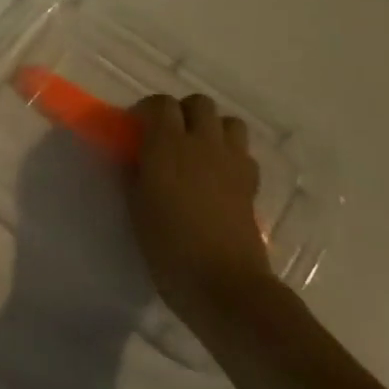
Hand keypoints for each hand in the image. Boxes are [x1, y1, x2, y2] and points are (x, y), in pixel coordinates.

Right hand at [127, 94, 271, 316]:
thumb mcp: (137, 207)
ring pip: (229, 122)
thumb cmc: (169, 247)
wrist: (224, 284)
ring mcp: (232, 162)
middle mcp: (202, 144)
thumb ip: (136, 173)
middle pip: (199, 104)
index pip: (161, 104)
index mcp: (167, 146)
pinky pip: (243, 152)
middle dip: (183, 112)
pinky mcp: (252, 183)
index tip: (136, 128)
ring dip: (212, 128)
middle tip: (168, 136)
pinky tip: (218, 176)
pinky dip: (230, 154)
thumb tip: (138, 158)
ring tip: (197, 150)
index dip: (148, 110)